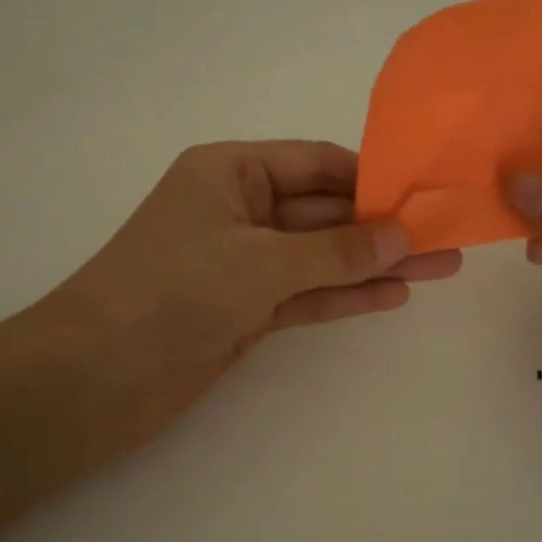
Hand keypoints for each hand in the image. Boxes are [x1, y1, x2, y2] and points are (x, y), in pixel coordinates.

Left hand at [32, 141, 461, 463]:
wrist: (92, 378)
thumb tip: (402, 237)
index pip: (315, 164)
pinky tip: (394, 295)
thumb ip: (335, 251)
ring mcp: (240, 265)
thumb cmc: (171, 291)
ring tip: (442, 266)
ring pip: (320, 258)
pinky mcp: (242, 312)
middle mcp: (237, 212)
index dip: (371, 177)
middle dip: (382, 226)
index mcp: (229, 173)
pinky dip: (344, 296)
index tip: (426, 192)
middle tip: (449, 234)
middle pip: (323, 212)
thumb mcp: (260, 261)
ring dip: (374, 264)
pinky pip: (304, 296)